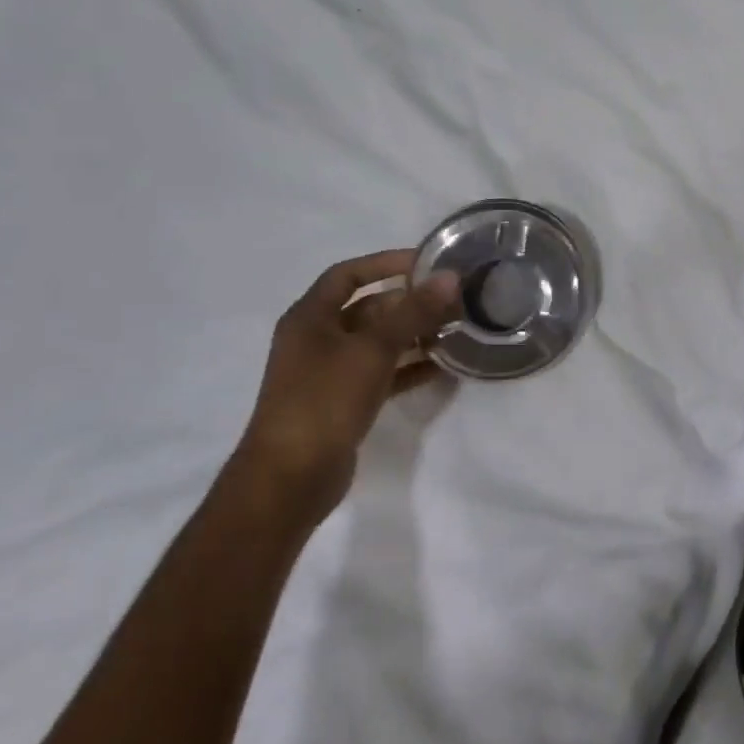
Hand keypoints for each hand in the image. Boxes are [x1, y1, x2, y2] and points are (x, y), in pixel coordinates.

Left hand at [233, 250, 459, 526]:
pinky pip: (382, 373)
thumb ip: (413, 312)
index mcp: (310, 317)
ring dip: (413, 335)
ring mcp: (329, 373)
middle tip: (452, 302)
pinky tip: (442, 367)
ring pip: (377, 342)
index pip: (349, 274)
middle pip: (368, 308)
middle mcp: (317, 339)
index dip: (386, 263)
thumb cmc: (324, 400)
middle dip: (409, 303)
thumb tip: (450, 277)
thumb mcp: (373, 349)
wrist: (289, 480)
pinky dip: (408, 367)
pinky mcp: (343, 403)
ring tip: (454, 331)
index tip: (427, 263)